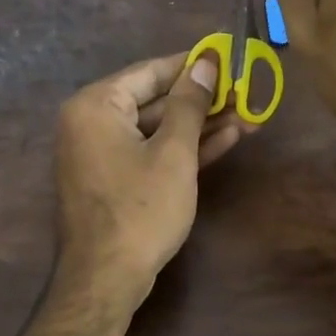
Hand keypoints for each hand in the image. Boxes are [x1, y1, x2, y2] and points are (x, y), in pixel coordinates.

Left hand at [53, 51, 250, 305]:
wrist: (106, 278)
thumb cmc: (140, 209)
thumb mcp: (173, 152)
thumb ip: (189, 104)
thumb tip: (206, 62)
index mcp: (95, 105)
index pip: (150, 71)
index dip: (192, 64)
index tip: (228, 57)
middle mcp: (89, 122)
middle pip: (153, 100)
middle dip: (201, 99)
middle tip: (244, 91)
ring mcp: (98, 153)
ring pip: (154, 129)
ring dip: (198, 125)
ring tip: (246, 115)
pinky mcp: (111, 179)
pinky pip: (148, 152)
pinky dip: (181, 149)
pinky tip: (225, 139)